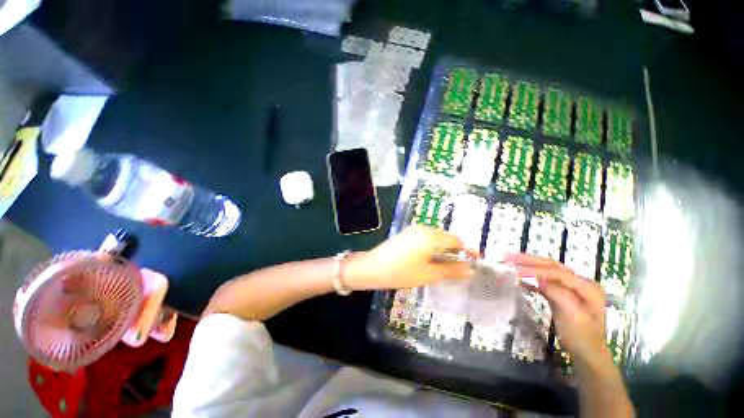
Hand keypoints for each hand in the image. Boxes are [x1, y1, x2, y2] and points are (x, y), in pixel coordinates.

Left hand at [344, 226, 477, 290]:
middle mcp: (423, 228)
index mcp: (431, 236)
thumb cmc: (402, 272)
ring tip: (448, 264)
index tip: (476, 260)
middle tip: (461, 266)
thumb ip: (451, 270)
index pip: (456, 239)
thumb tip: (470, 270)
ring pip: (436, 237)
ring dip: (444, 248)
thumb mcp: (429, 274)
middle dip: (456, 249)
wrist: (372, 267)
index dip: (467, 249)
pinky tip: (431, 258)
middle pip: (446, 237)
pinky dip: (433, 247)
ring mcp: (413, 230)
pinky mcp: (406, 234)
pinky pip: (426, 238)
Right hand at [507, 253, 607, 364]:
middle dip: (531, 261)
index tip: (516, 271)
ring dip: (529, 265)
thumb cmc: (582, 338)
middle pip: (553, 266)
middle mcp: (581, 283)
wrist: (587, 355)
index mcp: (588, 287)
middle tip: (510, 257)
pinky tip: (519, 276)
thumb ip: (557, 294)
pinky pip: (545, 280)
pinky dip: (532, 277)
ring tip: (511, 261)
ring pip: (548, 270)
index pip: (558, 273)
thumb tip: (536, 278)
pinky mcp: (562, 293)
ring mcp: (571, 287)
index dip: (537, 270)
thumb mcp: (573, 317)